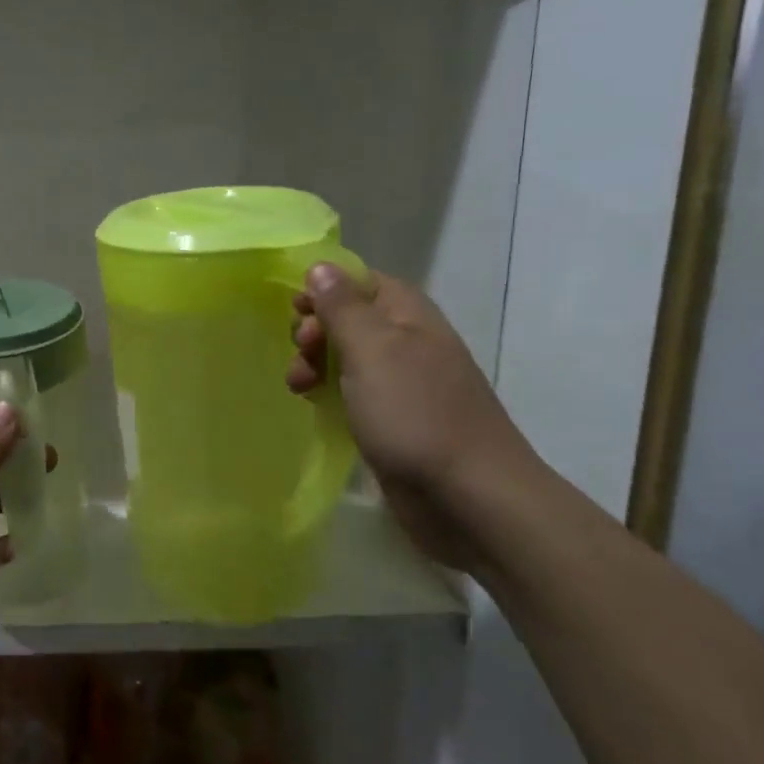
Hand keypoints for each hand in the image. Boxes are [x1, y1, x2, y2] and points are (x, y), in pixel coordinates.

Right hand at [288, 265, 537, 571]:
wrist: (469, 497)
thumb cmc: (416, 414)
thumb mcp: (372, 351)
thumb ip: (343, 307)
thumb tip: (321, 265)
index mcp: (408, 315)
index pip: (359, 279)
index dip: (324, 288)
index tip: (294, 311)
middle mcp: (407, 341)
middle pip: (349, 317)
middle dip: (315, 330)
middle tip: (301, 352)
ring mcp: (403, 382)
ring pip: (346, 356)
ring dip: (315, 363)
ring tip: (298, 387)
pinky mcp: (394, 419)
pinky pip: (353, 391)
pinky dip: (328, 392)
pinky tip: (313, 404)